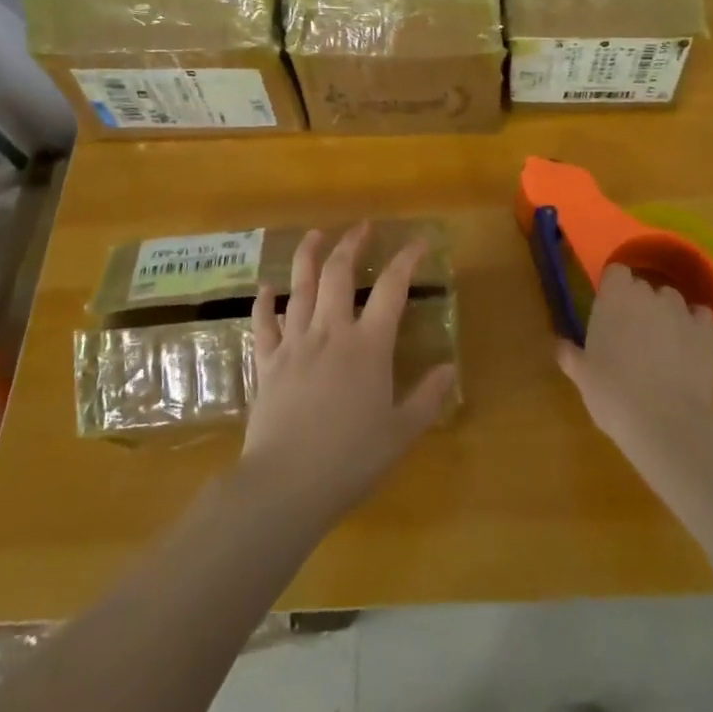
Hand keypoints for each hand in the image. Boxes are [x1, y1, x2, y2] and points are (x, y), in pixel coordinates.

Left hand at [240, 224, 457, 524]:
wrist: (286, 484)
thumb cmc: (351, 459)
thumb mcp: (401, 432)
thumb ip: (427, 397)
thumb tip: (448, 368)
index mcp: (368, 346)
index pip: (392, 289)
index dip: (406, 260)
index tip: (419, 242)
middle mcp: (331, 332)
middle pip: (339, 274)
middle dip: (351, 244)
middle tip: (362, 227)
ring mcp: (295, 344)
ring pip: (300, 288)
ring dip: (308, 257)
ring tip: (315, 235)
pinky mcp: (267, 363)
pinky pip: (264, 324)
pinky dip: (265, 303)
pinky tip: (266, 288)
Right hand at [558, 264, 712, 452]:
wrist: (666, 423)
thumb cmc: (613, 395)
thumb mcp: (583, 377)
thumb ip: (571, 355)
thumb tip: (561, 345)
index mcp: (613, 298)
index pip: (616, 272)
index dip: (614, 288)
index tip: (609, 310)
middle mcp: (648, 295)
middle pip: (643, 287)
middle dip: (638, 305)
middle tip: (631, 336)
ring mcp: (681, 311)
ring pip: (672, 301)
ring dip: (666, 315)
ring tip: (663, 346)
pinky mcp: (707, 332)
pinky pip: (700, 317)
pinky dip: (694, 327)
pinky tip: (689, 349)